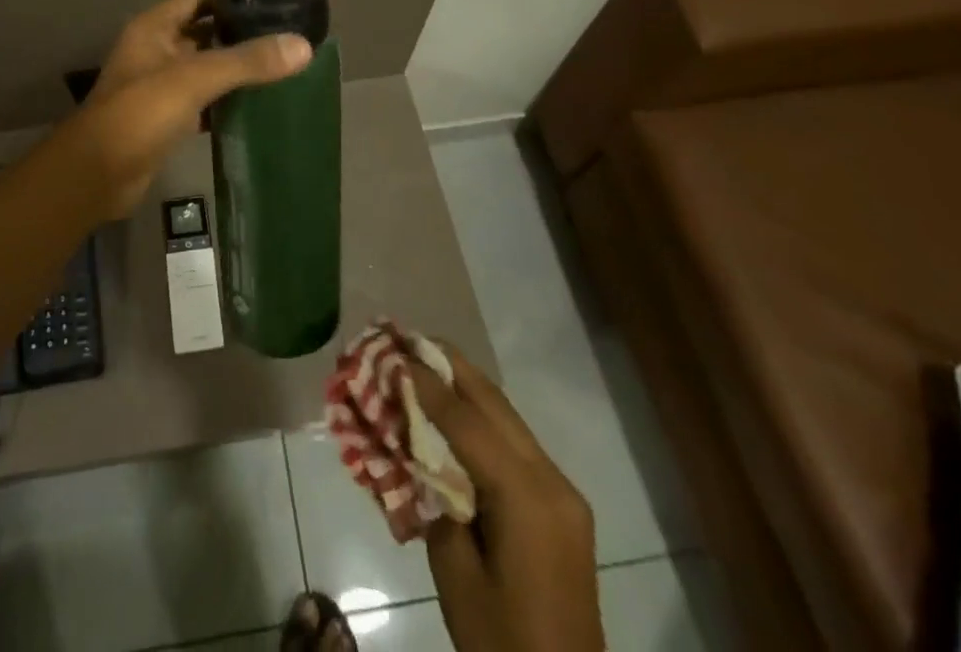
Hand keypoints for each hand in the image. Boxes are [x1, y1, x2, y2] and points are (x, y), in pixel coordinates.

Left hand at [64, 0, 311, 216]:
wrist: (97, 175)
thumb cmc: (139, 113)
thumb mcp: (194, 78)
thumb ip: (247, 61)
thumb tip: (304, 46)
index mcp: (155, 27)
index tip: (278, 4)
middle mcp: (157, 50)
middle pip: (206, 32)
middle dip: (242, 34)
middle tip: (289, 39)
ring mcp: (160, 86)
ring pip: (206, 68)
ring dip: (237, 69)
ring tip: (284, 69)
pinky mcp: (167, 119)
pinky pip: (204, 100)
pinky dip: (227, 100)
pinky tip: (259, 105)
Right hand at [411, 346, 602, 651]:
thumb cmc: (502, 640)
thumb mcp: (455, 573)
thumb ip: (437, 497)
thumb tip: (419, 447)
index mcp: (528, 500)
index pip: (470, 424)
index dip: (430, 385)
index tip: (398, 353)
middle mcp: (553, 482)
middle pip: (496, 406)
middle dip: (453, 367)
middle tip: (413, 337)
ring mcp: (562, 492)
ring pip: (508, 418)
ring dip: (468, 387)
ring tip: (429, 360)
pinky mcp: (561, 505)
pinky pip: (516, 444)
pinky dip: (482, 418)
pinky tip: (455, 409)